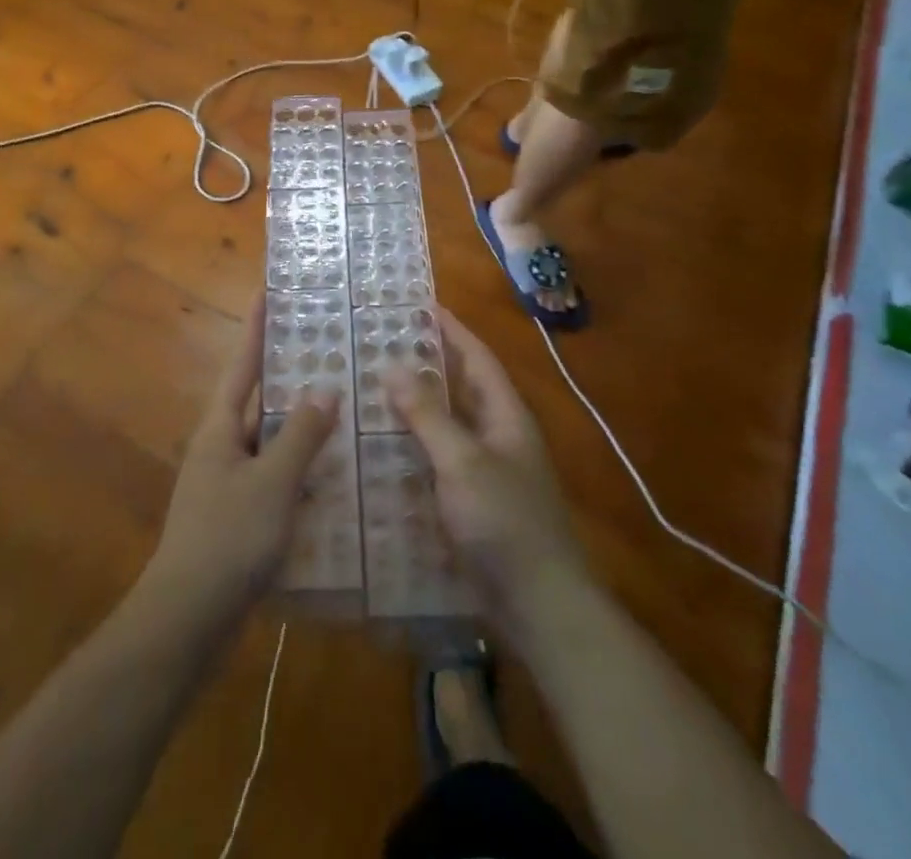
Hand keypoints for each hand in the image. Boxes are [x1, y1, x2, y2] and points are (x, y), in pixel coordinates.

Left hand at [142, 297, 338, 625]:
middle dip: (288, 373)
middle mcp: (221, 446)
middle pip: (257, 398)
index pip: (243, 364)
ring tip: (343, 403)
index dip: (256, 326)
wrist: (186, 621)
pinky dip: (301, 466)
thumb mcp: (271, 483)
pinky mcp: (239, 515)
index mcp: (220, 428)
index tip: (268, 290)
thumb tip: (324, 387)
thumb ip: (299, 435)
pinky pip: (275, 475)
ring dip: (300, 423)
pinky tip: (333, 472)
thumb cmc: (227, 540)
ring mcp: (228, 482)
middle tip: (328, 347)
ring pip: (269, 439)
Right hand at [386, 308, 590, 634]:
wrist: (540, 607)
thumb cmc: (505, 522)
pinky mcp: (471, 504)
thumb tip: (392, 366)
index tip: (421, 304)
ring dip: (415, 408)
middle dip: (427, 365)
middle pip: (461, 389)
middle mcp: (497, 436)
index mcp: (506, 416)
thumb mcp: (463, 461)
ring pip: (446, 426)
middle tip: (382, 346)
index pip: (478, 358)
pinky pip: (437, 462)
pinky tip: (379, 449)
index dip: (452, 330)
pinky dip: (412, 449)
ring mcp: (485, 472)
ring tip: (370, 389)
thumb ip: (428, 415)